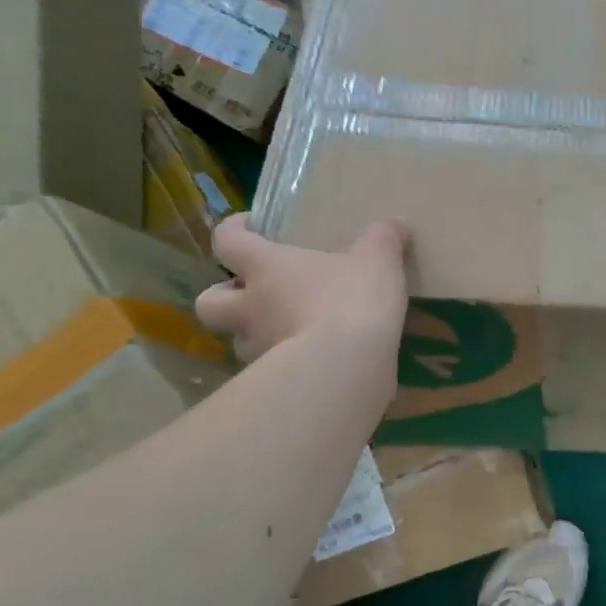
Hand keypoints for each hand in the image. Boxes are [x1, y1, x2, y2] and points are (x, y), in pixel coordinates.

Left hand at [195, 216, 409, 365]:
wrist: (348, 365)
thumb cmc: (352, 300)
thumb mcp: (379, 260)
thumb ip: (385, 239)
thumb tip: (396, 223)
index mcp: (266, 268)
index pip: (227, 240)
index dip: (232, 229)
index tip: (250, 226)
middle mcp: (250, 308)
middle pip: (209, 302)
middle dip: (223, 297)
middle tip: (253, 295)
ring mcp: (259, 349)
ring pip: (239, 341)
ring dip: (255, 335)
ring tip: (287, 334)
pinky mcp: (278, 382)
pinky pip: (272, 371)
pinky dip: (285, 366)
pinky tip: (313, 363)